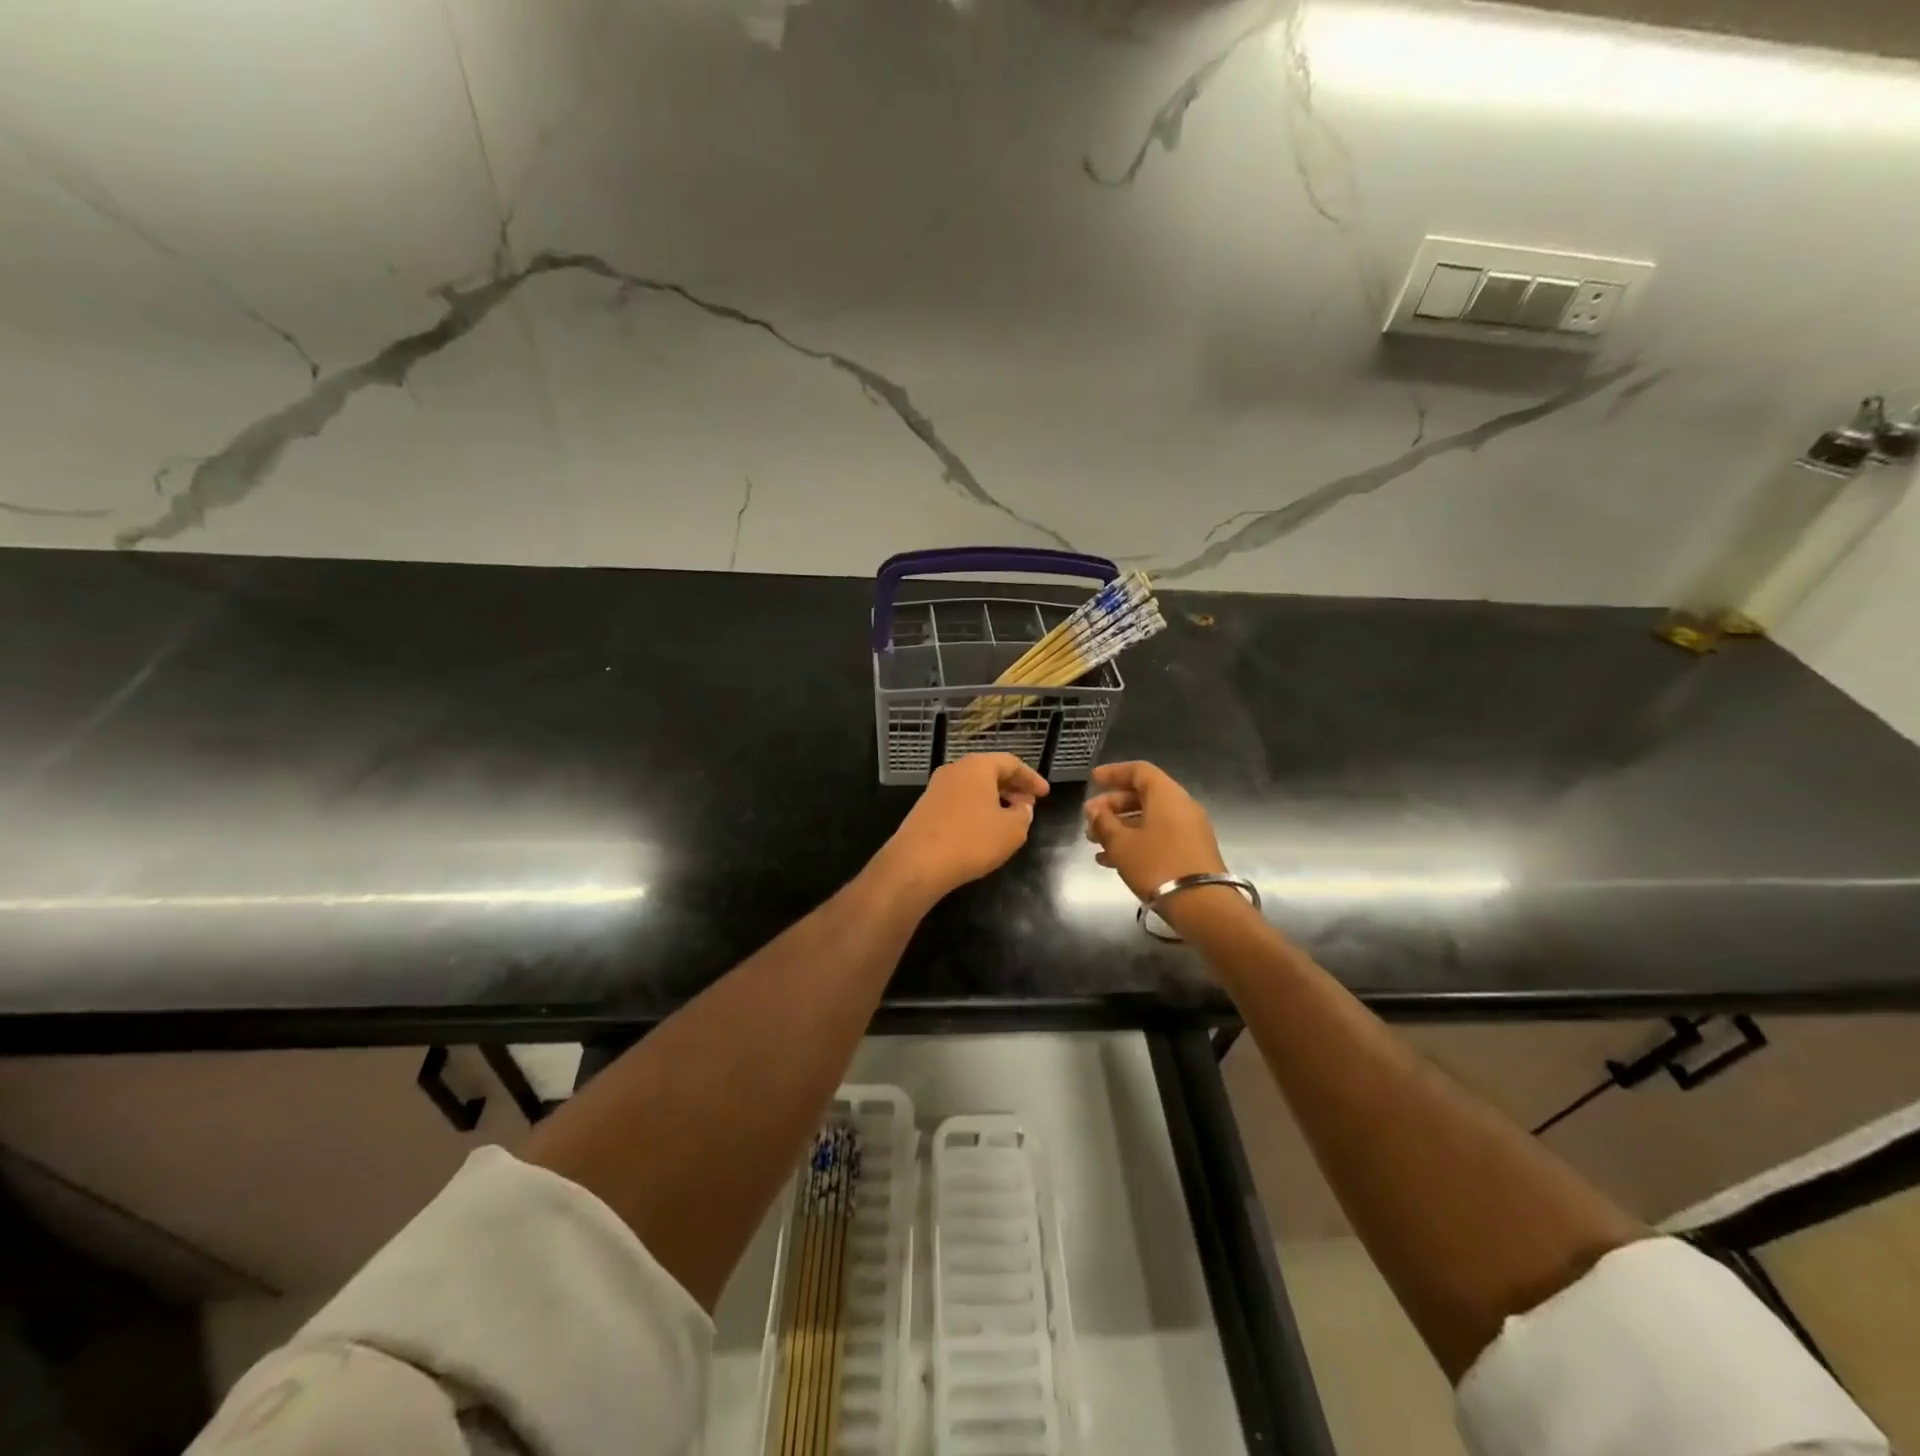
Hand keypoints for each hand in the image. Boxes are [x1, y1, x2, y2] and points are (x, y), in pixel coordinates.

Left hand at [878, 753, 1049, 904]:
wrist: (917, 863)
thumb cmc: (971, 840)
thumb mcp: (1012, 830)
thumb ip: (1024, 814)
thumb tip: (1022, 806)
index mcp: (977, 766)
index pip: (1011, 763)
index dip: (1031, 778)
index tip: (1045, 794)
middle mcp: (954, 770)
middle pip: (989, 772)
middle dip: (1012, 787)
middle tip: (1029, 804)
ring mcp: (936, 788)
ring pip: (973, 787)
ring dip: (994, 799)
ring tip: (1010, 818)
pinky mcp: (925, 808)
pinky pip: (959, 801)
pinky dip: (976, 809)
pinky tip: (983, 829)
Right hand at [1082, 761, 1227, 901]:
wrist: (1202, 904)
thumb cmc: (1157, 865)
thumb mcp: (1121, 844)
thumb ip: (1104, 823)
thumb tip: (1095, 811)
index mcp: (1166, 795)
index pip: (1138, 770)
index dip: (1114, 772)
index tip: (1092, 780)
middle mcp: (1181, 806)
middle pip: (1143, 795)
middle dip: (1112, 805)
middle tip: (1089, 819)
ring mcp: (1189, 830)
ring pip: (1149, 818)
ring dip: (1120, 826)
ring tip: (1094, 842)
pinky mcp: (1191, 851)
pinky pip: (1158, 836)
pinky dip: (1135, 841)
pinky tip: (1111, 860)